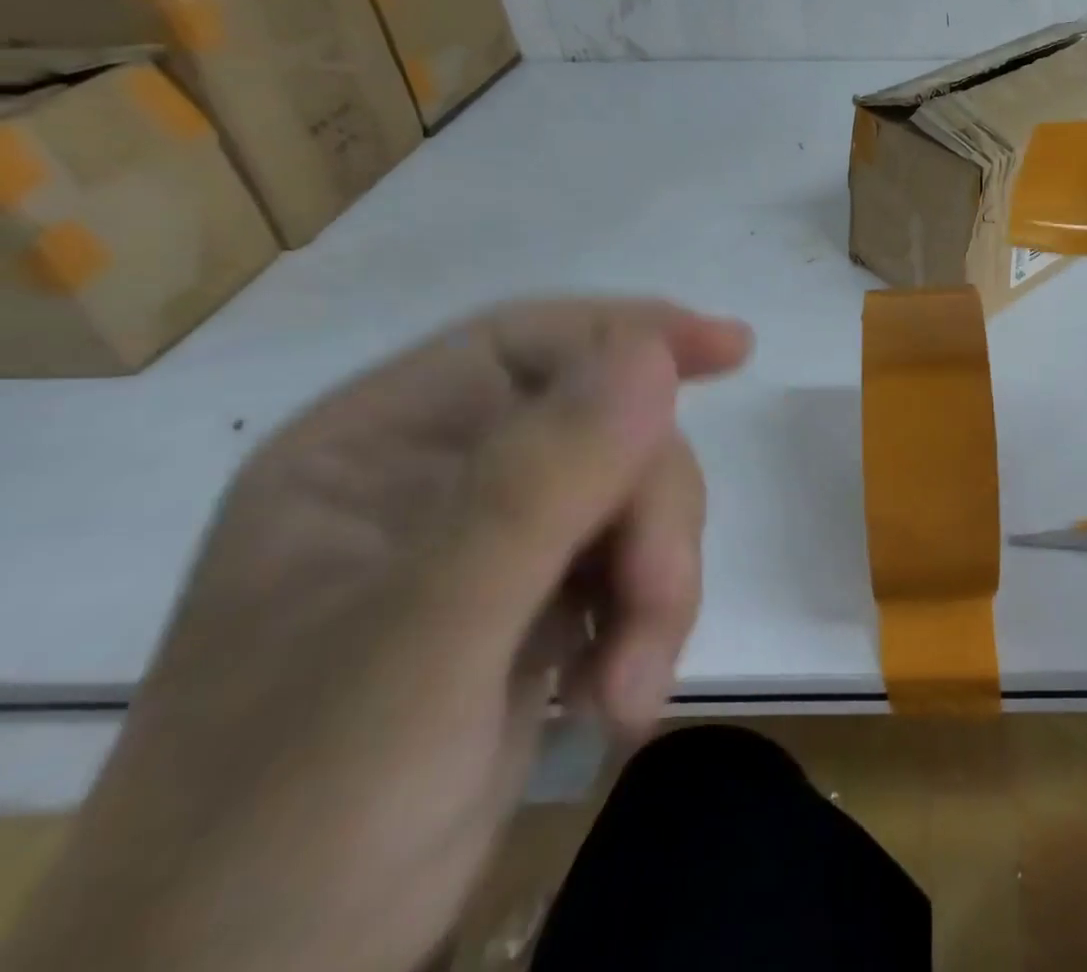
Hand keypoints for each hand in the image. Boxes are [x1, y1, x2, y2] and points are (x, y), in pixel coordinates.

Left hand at [6, 299, 752, 971]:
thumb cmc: (292, 815)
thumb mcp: (423, 640)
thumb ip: (537, 488)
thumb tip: (652, 355)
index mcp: (382, 447)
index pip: (529, 345)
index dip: (635, 334)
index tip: (732, 350)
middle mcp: (443, 479)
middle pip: (607, 434)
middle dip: (651, 516)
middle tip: (654, 605)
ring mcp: (495, 546)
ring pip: (636, 505)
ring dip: (658, 589)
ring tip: (629, 690)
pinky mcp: (539, 608)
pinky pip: (636, 571)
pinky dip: (650, 630)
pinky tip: (620, 701)